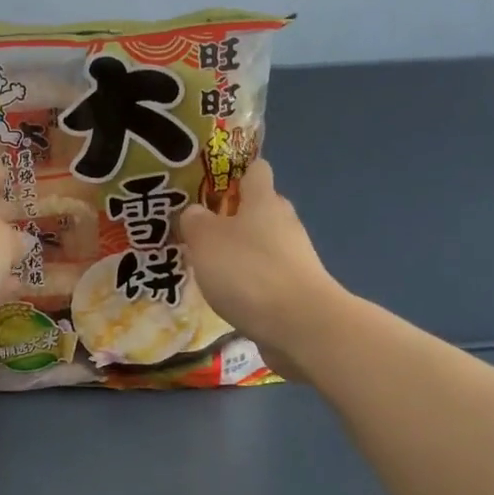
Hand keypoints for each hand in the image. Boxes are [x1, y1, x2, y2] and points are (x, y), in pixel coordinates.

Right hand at [179, 160, 341, 377]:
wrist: (299, 324)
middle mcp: (284, 222)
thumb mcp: (205, 240)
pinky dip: (250, 282)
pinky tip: (230, 297)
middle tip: (200, 233)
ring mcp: (295, 257)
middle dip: (232, 218)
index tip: (210, 187)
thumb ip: (194, 221)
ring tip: (209, 269)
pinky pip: (268, 276)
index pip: (255, 170)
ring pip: (263, 244)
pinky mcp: (297, 288)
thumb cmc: (247, 271)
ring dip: (240, 253)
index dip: (234, 174)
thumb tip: (195, 212)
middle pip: (260, 208)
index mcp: (264, 200)